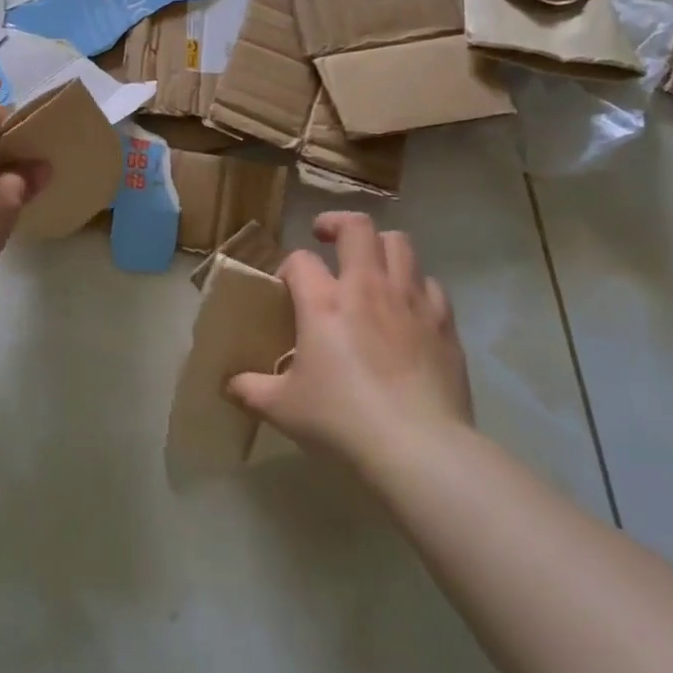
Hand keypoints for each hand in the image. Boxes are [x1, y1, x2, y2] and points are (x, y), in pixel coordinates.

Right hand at [228, 212, 472, 474]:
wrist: (418, 448)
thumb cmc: (342, 421)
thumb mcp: (282, 408)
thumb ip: (250, 389)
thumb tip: (229, 385)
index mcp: (323, 302)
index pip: (300, 260)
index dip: (288, 268)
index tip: (286, 288)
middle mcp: (367, 287)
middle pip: (357, 227)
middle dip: (337, 224)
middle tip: (326, 238)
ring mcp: (410, 301)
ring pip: (400, 244)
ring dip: (380, 246)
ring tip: (369, 264)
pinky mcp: (443, 322)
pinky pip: (430, 284)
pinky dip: (415, 285)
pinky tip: (406, 306)